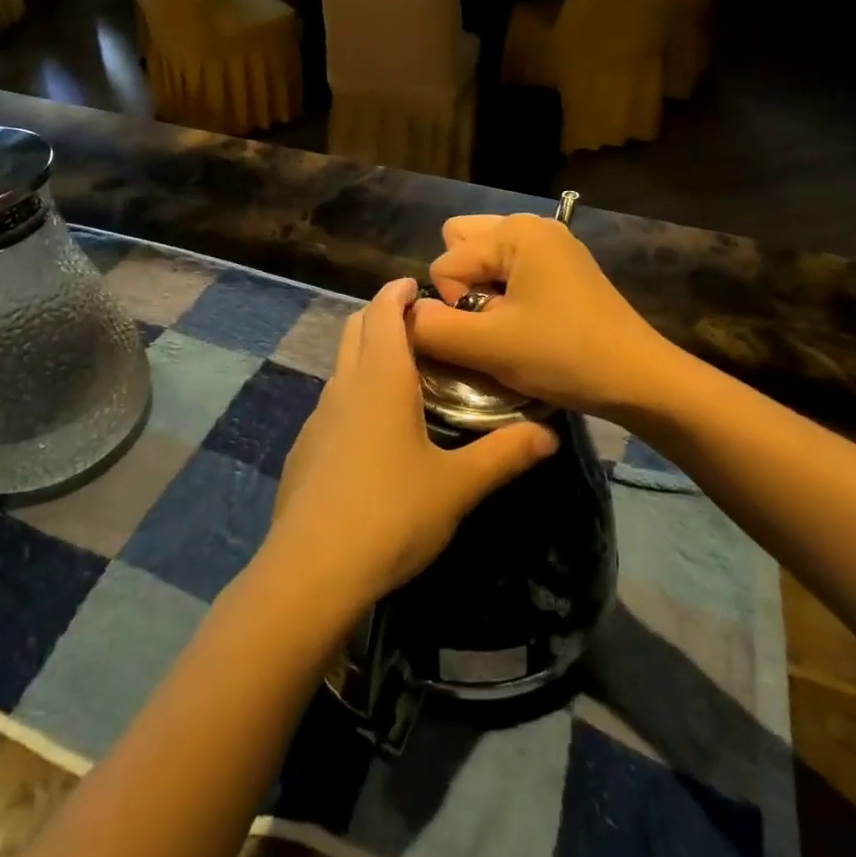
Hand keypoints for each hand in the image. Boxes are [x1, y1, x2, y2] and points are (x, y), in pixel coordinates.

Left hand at [264, 277, 558, 613]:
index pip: (383, 309)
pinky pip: (333, 401)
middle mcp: (344, 385)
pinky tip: (375, 431)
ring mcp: (318, 416)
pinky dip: (355, 391)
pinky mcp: (305, 447)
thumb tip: (550, 433)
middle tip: (422, 326)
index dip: (399, 291)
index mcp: (380, 377)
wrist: (312, 569)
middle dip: (383, 314)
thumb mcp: (457, 486)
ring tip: (405, 374)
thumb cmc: (391, 514)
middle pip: (356, 327)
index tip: (422, 287)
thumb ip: (504, 455)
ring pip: (342, 364)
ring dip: (368, 353)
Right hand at [410, 213, 679, 423]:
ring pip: (486, 257)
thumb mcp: (490, 346)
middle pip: (462, 244)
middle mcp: (532, 225)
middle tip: (489, 322)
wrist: (640, 380)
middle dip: (462, 285)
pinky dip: (505, 293)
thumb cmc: (564, 355)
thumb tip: (403, 316)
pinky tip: (526, 325)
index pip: (446, 261)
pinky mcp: (564, 268)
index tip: (489, 334)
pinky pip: (512, 268)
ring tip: (505, 325)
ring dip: (483, 290)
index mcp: (515, 231)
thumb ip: (433, 328)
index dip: (454, 305)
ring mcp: (552, 245)